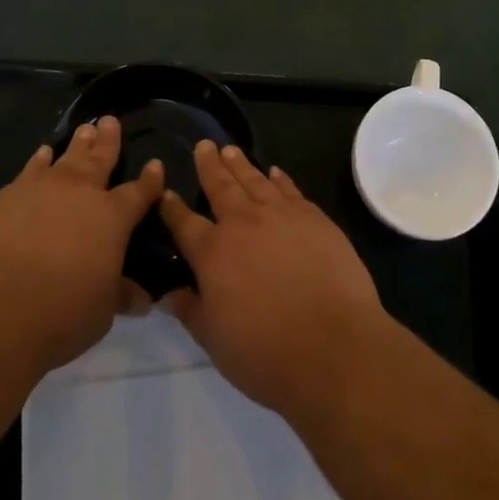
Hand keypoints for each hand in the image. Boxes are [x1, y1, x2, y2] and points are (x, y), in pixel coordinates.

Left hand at [0, 116, 163, 378]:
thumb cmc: (61, 313)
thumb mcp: (102, 311)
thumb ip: (120, 294)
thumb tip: (142, 298)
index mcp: (113, 218)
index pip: (139, 192)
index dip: (150, 180)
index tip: (156, 165)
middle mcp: (82, 193)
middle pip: (101, 159)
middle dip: (110, 141)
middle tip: (111, 121)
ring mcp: (43, 188)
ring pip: (67, 157)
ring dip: (78, 143)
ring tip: (86, 129)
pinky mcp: (10, 195)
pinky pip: (32, 168)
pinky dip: (40, 159)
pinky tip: (43, 153)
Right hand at [159, 141, 388, 421]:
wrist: (334, 346)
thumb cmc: (266, 353)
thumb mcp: (216, 341)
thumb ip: (191, 311)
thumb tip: (167, 294)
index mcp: (212, 253)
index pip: (184, 223)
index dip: (172, 208)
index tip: (164, 192)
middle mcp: (243, 224)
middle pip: (220, 187)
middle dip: (209, 165)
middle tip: (204, 145)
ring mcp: (280, 215)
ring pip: (254, 180)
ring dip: (240, 164)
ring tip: (231, 149)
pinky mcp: (313, 217)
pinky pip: (290, 189)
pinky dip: (279, 178)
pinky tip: (274, 172)